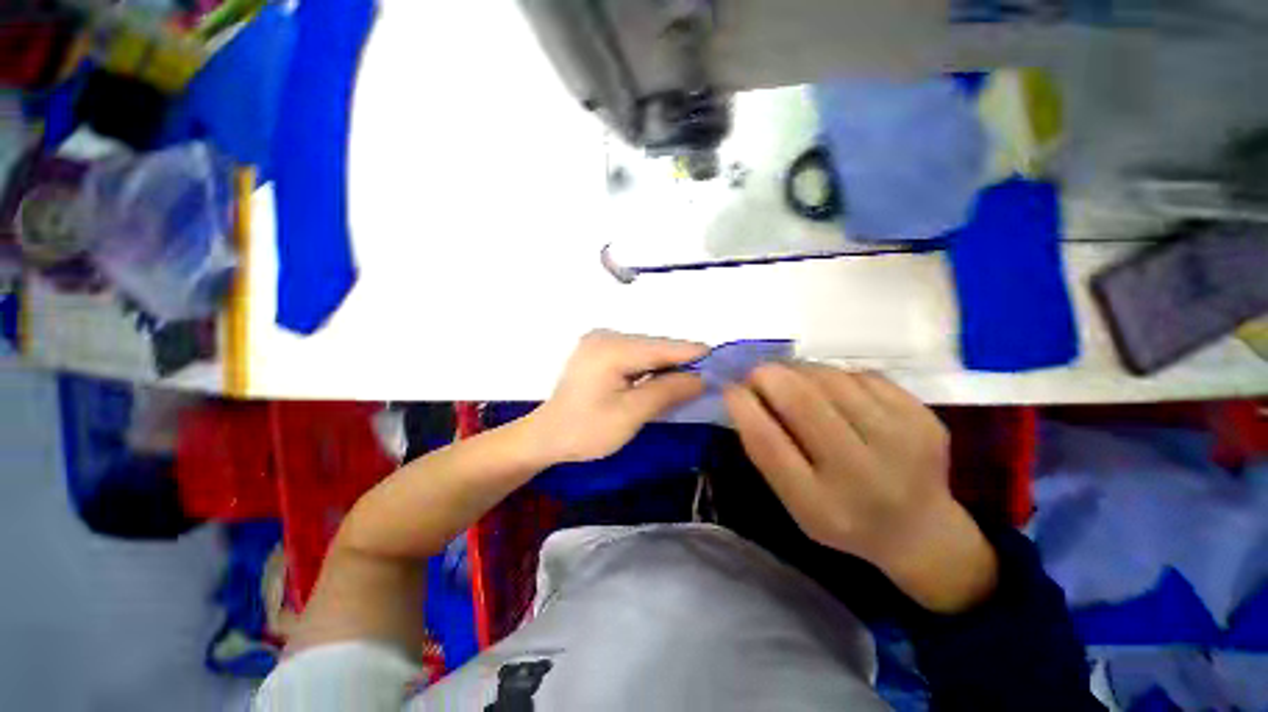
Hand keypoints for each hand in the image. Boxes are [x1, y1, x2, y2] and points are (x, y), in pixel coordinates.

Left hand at [527, 331, 707, 464]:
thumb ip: (668, 391)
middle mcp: (606, 335)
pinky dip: (651, 366)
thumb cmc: (586, 431)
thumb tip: (702, 378)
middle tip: (709, 376)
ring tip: (691, 379)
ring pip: (647, 350)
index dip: (694, 353)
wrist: (546, 436)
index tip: (723, 361)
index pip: (663, 347)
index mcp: (612, 348)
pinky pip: (634, 354)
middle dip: (682, 361)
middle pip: (656, 346)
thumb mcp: (631, 414)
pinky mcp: (599, 350)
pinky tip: (662, 378)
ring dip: (667, 364)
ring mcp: (600, 340)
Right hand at [724, 363, 997, 613]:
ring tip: (793, 380)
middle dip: (768, 375)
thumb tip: (746, 393)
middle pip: (802, 401)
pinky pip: (861, 375)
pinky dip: (835, 375)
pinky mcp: (923, 417)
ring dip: (800, 370)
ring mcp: (902, 441)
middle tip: (757, 374)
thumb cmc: (841, 516)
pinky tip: (833, 391)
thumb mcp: (795, 500)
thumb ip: (768, 451)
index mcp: (821, 504)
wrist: (922, 532)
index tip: (730, 387)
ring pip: (831, 378)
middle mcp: (863, 474)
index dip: (742, 406)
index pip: (767, 443)